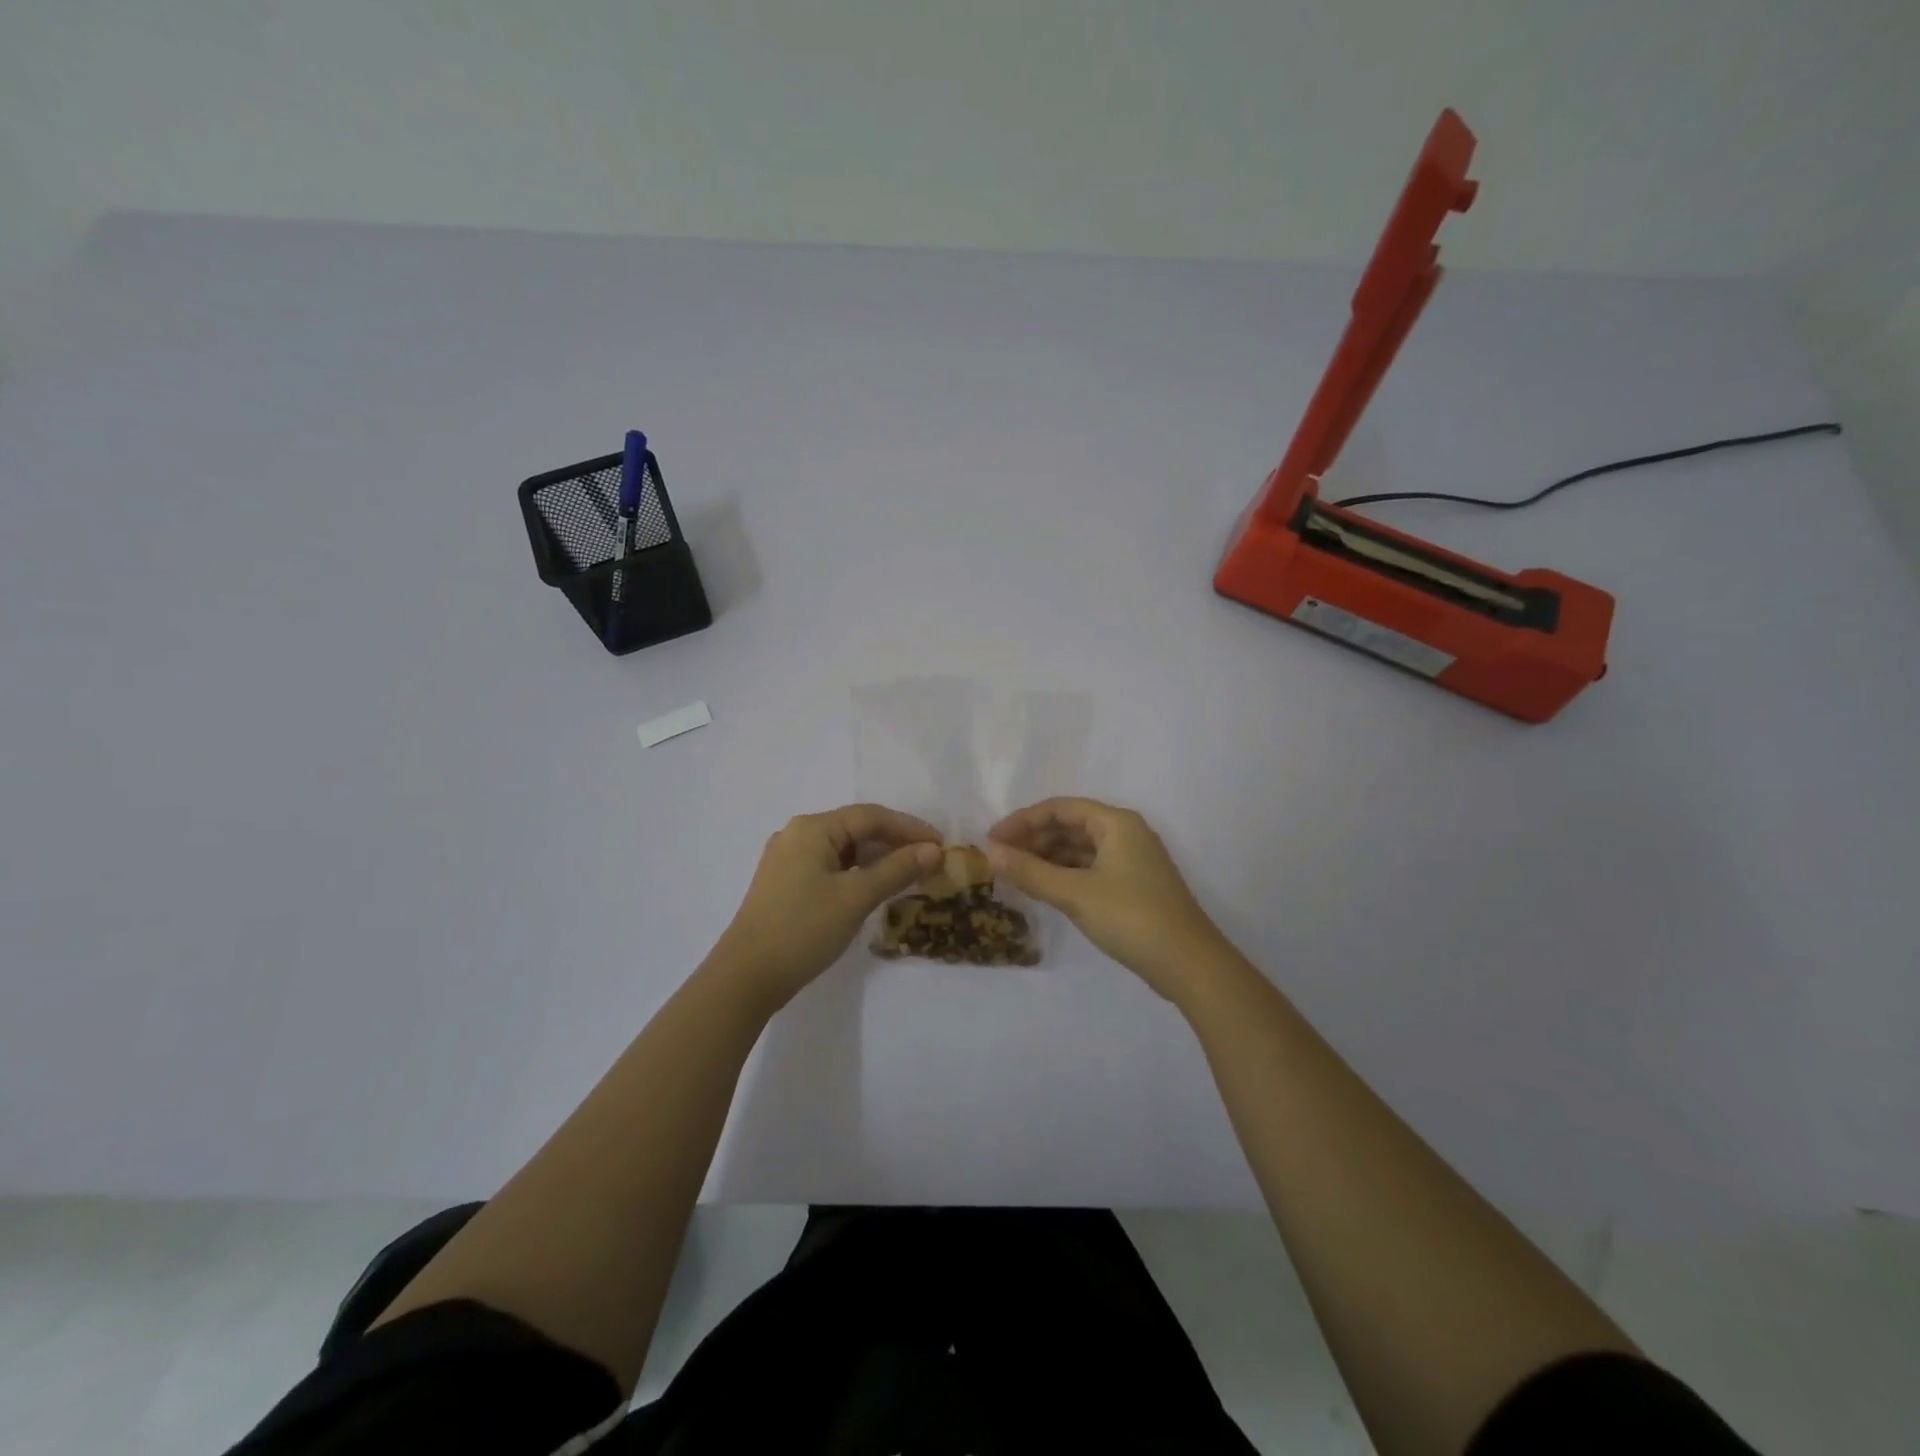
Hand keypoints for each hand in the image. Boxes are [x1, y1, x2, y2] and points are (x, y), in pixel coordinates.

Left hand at [711, 804, 941, 1011]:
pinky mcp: (783, 882)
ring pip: (842, 848)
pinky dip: (855, 871)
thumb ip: (896, 869)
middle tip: (928, 860)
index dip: (909, 828)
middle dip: (894, 842)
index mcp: (812, 828)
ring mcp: (787, 858)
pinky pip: (828, 865)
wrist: (746, 977)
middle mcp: (797, 834)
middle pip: (855, 828)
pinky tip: (872, 887)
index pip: (871, 816)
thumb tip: (933, 850)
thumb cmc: (804, 929)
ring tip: (907, 874)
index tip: (941, 844)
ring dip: (875, 858)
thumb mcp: (856, 897)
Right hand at [988, 797, 1237, 1003]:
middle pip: (1069, 826)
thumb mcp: (1074, 893)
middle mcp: (1125, 833)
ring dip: (1046, 858)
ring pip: (1079, 849)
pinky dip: (1064, 875)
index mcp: (1116, 823)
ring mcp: (1131, 860)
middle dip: (1033, 839)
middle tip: (998, 859)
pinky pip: (1089, 868)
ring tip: (1014, 875)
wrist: (1189, 964)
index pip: (1060, 808)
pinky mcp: (1132, 886)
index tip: (992, 840)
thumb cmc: (1131, 918)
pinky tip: (1043, 889)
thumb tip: (990, 853)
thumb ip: (1030, 871)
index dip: (1022, 820)